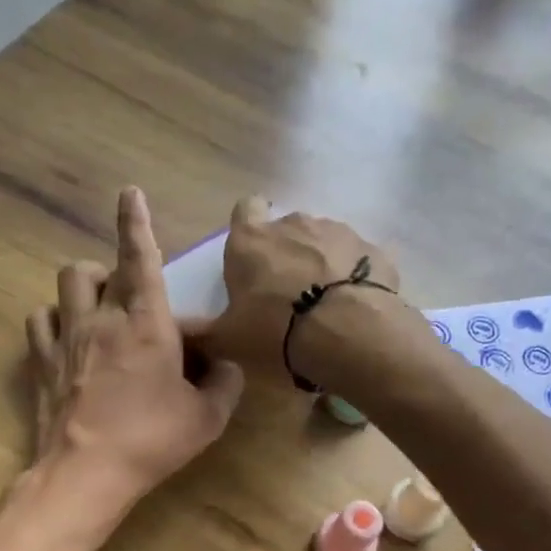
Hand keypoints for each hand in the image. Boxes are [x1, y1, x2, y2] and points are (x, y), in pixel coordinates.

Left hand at [24, 188, 245, 522]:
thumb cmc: (152, 440)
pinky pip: (39, 321)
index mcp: (146, 324)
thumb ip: (225, 384)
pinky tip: (65, 337)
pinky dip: (53, 319)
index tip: (128, 192)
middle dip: (113, 270)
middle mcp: (101, 319)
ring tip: (96, 310)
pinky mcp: (40, 362)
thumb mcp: (207, 418)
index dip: (136, 222)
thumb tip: (226, 366)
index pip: (141, 259)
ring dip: (83, 287)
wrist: (87, 473)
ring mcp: (65, 338)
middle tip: (129, 297)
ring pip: (65, 285)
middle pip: (95, 269)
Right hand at [182, 198, 401, 384]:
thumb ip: (201, 332)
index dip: (247, 229)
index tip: (251, 258)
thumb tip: (176, 330)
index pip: (244, 209)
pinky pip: (358, 261)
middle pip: (286, 230)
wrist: (348, 334)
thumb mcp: (228, 340)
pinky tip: (354, 308)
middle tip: (286, 295)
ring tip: (324, 305)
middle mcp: (294, 223)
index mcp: (251, 240)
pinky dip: (354, 278)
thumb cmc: (275, 331)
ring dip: (322, 264)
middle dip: (286, 254)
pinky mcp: (374, 250)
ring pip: (324, 242)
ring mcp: (338, 232)